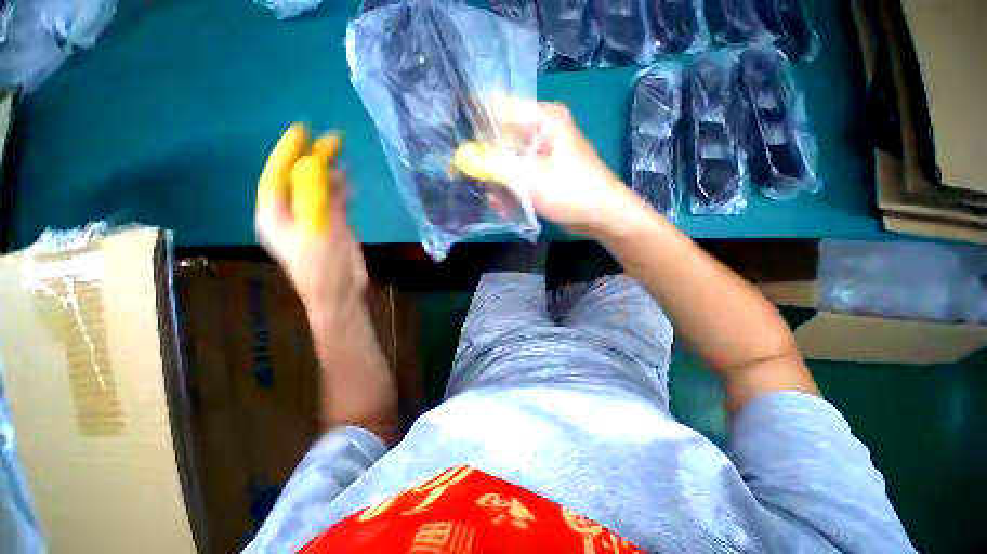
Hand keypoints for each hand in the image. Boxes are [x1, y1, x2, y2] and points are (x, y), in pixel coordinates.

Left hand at [255, 123, 367, 317]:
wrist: (340, 293)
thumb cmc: (323, 266)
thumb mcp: (317, 230)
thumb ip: (315, 197)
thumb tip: (313, 164)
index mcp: (275, 217)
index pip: (276, 177)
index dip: (288, 152)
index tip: (302, 130)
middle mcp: (289, 215)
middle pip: (298, 180)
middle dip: (312, 160)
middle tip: (331, 140)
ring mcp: (311, 220)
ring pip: (317, 190)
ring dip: (329, 175)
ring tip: (343, 158)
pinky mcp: (330, 227)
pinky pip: (333, 202)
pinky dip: (341, 191)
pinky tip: (349, 182)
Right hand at [478, 98, 649, 237]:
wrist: (602, 216)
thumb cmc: (571, 192)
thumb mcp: (530, 178)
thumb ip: (494, 165)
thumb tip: (462, 157)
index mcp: (542, 118)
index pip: (497, 107)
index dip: (474, 125)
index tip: (459, 149)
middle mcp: (540, 130)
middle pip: (500, 139)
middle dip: (487, 165)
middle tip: (479, 186)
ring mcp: (541, 152)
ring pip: (506, 161)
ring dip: (498, 183)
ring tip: (498, 204)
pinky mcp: (542, 171)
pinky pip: (518, 175)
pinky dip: (510, 191)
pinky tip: (507, 208)